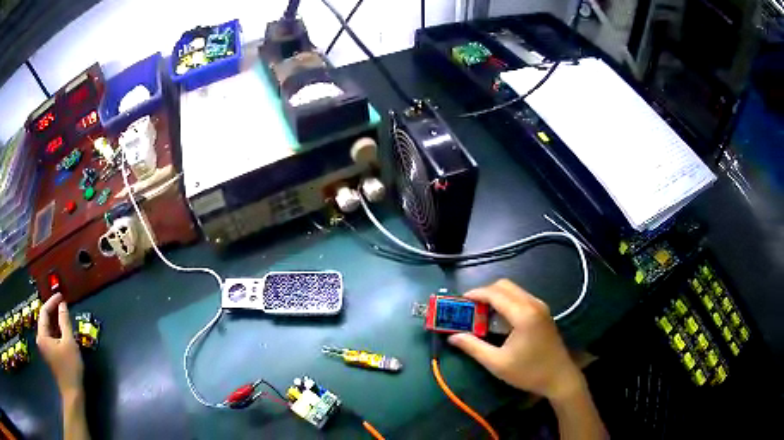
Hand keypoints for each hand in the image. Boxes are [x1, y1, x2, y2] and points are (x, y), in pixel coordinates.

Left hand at [36, 293, 83, 396]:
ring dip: (55, 321)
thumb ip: (64, 322)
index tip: (61, 296)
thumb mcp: (69, 343)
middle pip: (45, 319)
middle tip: (63, 305)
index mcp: (42, 335)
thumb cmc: (70, 368)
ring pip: (48, 328)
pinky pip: (50, 336)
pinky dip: (56, 330)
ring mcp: (44, 347)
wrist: (73, 393)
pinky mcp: (49, 353)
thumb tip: (62, 304)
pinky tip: (63, 330)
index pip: (44, 312)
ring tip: (64, 315)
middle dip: (53, 311)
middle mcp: (40, 339)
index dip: (52, 302)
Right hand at [448, 279, 582, 401]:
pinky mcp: (543, 312)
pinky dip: (506, 301)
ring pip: (514, 290)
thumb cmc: (529, 372)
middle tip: (469, 308)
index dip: (475, 294)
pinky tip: (499, 319)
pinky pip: (521, 297)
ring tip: (481, 313)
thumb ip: (473, 347)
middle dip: (485, 292)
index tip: (459, 302)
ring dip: (496, 296)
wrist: (560, 378)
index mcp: (523, 314)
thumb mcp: (497, 363)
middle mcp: (533, 304)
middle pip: (505, 286)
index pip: (495, 293)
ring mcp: (540, 307)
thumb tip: (452, 337)